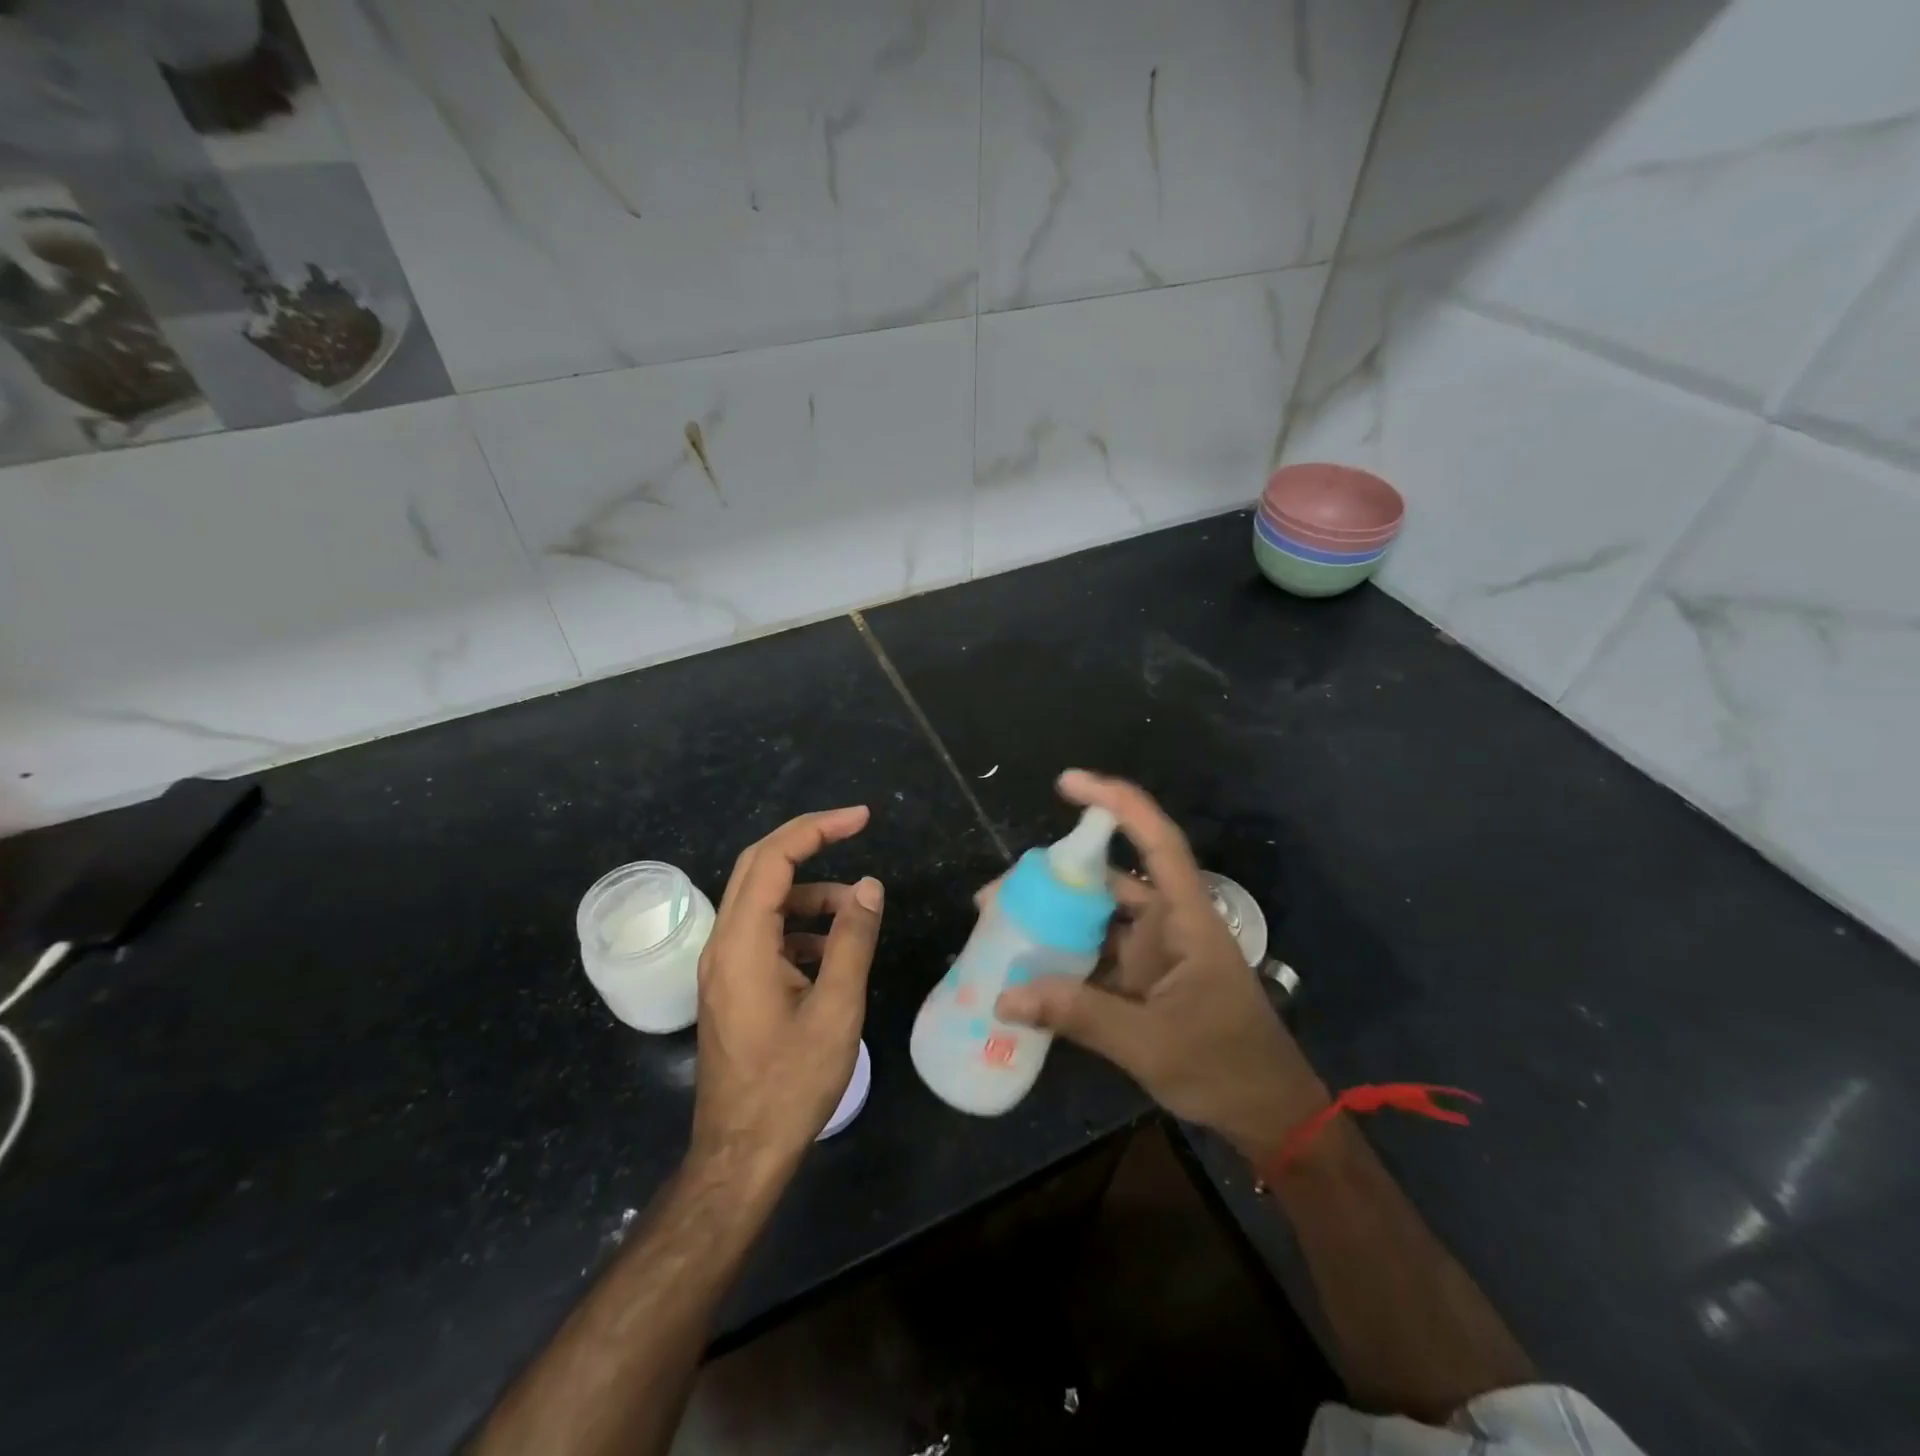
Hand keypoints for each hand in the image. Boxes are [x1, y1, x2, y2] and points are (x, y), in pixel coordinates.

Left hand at [690, 806, 883, 1186]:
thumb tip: (869, 886)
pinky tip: (833, 951)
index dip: (817, 829)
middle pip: (760, 868)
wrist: (741, 1154)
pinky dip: (800, 925)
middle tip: (857, 830)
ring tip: (857, 911)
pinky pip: (765, 933)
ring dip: (810, 892)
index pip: (773, 859)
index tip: (861, 819)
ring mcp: (723, 965)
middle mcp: (723, 943)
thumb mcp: (835, 1009)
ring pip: (764, 900)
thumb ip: (853, 940)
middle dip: (809, 842)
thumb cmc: (790, 1084)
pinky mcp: (732, 985)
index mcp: (742, 943)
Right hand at [994, 771, 1325, 1164]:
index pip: (1156, 841)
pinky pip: (1094, 957)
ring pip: (1096, 920)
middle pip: (1107, 881)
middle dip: (1053, 879)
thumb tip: (1005, 996)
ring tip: (999, 927)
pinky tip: (1026, 966)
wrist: (1267, 1117)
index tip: (1067, 783)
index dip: (1116, 803)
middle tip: (996, 894)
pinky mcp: (1141, 982)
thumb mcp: (1150, 1043)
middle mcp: (1167, 924)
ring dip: (1052, 921)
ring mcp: (1153, 954)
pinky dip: (1063, 958)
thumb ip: (1079, 1015)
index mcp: (1187, 918)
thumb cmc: (1226, 1066)